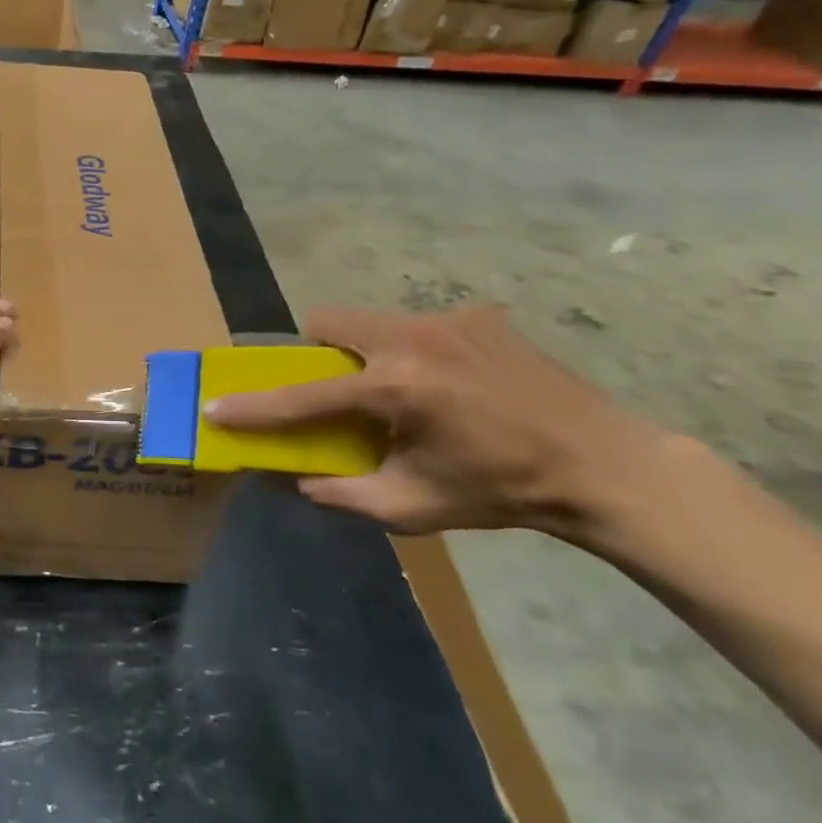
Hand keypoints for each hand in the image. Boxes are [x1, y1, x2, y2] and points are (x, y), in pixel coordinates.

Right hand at [203, 305, 683, 537]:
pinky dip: (415, 351)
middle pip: (328, 322)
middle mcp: (413, 339)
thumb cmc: (503, 492)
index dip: (255, 406)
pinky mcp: (479, 315)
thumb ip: (345, 495)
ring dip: (366, 351)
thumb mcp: (415, 507)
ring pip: (372, 320)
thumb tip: (297, 481)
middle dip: (317, 352)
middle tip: (338, 388)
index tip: (216, 406)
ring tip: (404, 392)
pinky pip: (420, 325)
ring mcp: (448, 319)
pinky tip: (454, 385)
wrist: (605, 466)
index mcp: (395, 389)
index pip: (302, 396)